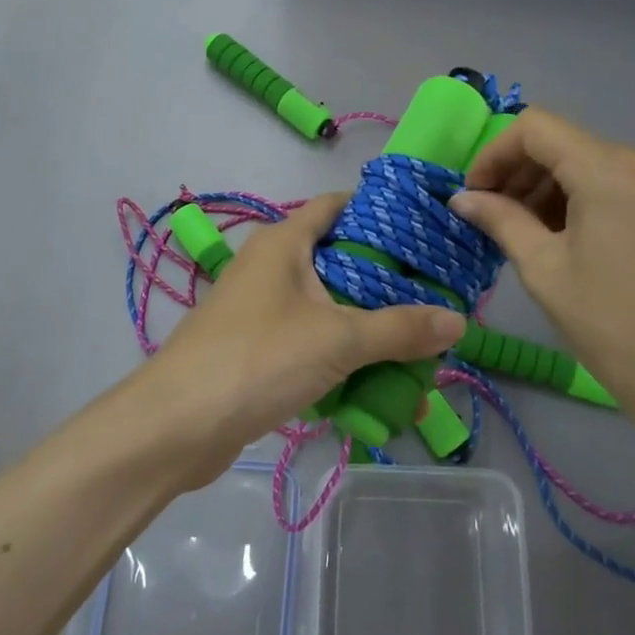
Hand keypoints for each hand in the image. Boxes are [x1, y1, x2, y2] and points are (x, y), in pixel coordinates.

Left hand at [147, 193, 463, 483]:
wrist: (175, 428)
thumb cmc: (257, 359)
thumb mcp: (337, 339)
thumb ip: (399, 329)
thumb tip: (459, 320)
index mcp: (285, 243)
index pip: (337, 206)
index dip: (380, 211)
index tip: (426, 230)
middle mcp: (272, 268)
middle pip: (341, 262)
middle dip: (388, 285)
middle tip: (437, 297)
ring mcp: (262, 312)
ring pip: (329, 311)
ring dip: (370, 332)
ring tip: (420, 351)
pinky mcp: (259, 353)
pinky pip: (313, 347)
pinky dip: (344, 363)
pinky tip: (380, 390)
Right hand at [450, 109, 634, 438]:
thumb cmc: (611, 324)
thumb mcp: (543, 269)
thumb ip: (500, 220)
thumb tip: (461, 198)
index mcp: (607, 169)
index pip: (534, 128)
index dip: (494, 154)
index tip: (473, 194)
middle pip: (560, 142)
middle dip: (517, 172)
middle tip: (489, 216)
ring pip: (584, 161)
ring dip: (544, 187)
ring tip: (520, 232)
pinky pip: (610, 181)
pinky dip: (576, 197)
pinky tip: (559, 236)